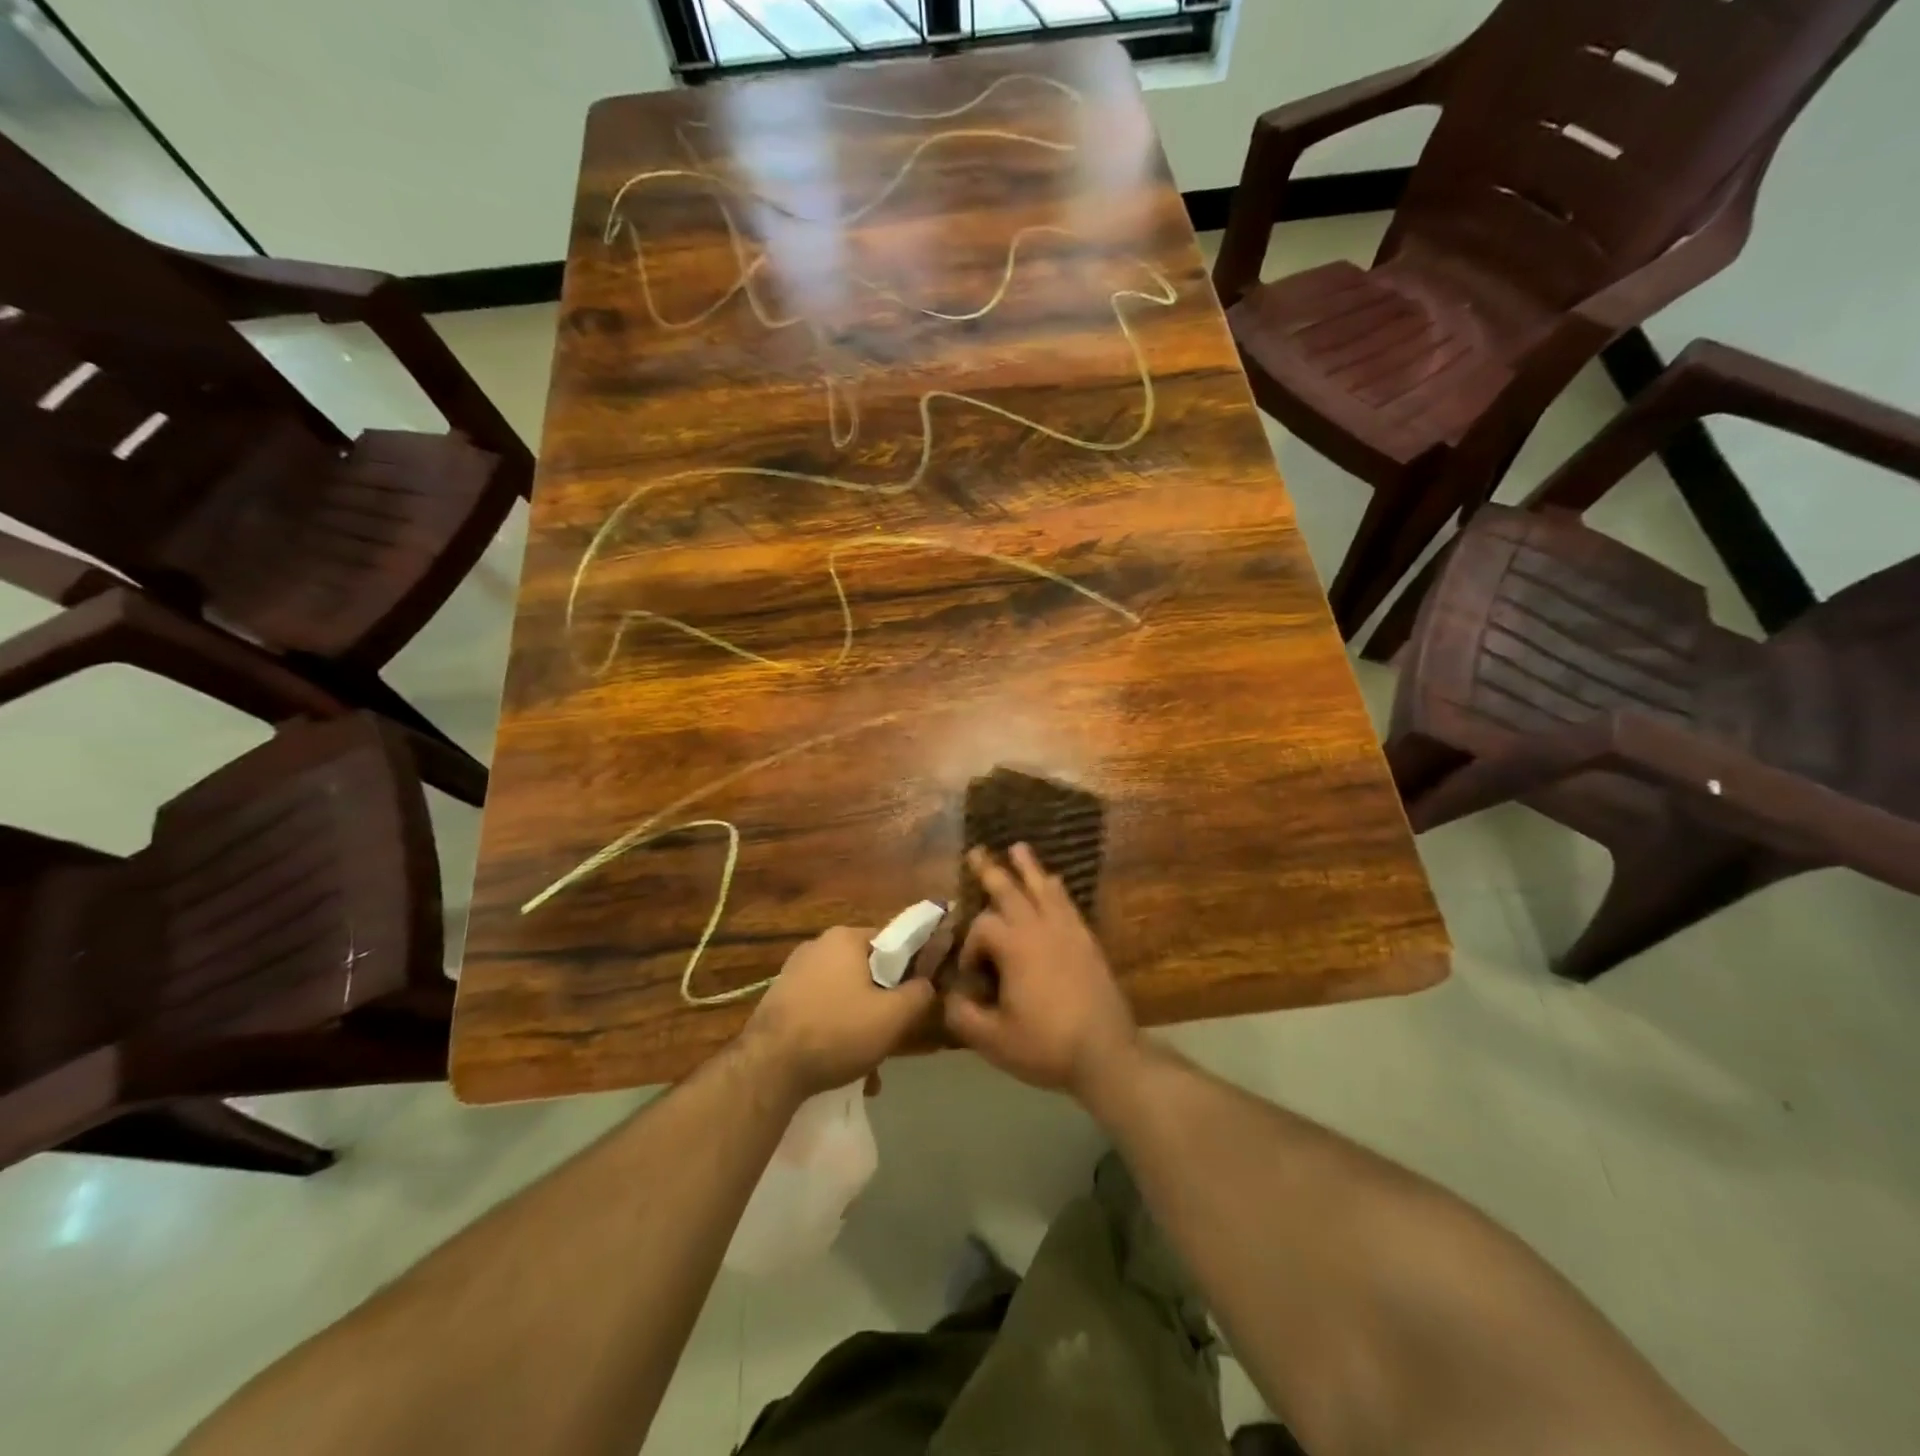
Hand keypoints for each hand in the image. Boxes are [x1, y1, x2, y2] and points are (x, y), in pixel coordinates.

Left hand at [742, 926, 935, 1102]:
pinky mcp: (779, 999)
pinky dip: (834, 1031)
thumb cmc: (837, 1032)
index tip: (914, 1000)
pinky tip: (839, 1065)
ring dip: (859, 1023)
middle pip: (867, 971)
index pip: (892, 942)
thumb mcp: (894, 1016)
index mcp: (845, 937)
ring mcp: (794, 972)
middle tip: (891, 1036)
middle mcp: (818, 945)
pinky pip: (820, 1009)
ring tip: (867, 1064)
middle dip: (882, 1004)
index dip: (910, 970)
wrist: (768, 1068)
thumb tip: (927, 984)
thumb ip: (920, 994)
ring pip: (844, 994)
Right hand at [943, 844, 1137, 1097]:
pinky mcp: (1087, 940)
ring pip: (1043, 888)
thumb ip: (963, 1016)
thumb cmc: (1046, 1045)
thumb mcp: (994, 1040)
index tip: (971, 976)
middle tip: (977, 851)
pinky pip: (1068, 903)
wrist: (1106, 1053)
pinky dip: (1056, 888)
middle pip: (1011, 890)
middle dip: (990, 871)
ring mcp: (1068, 931)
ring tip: (1018, 848)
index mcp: (1015, 947)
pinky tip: (1053, 882)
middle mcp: (1040, 928)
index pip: (982, 927)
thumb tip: (949, 996)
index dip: (969, 946)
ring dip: (1028, 867)